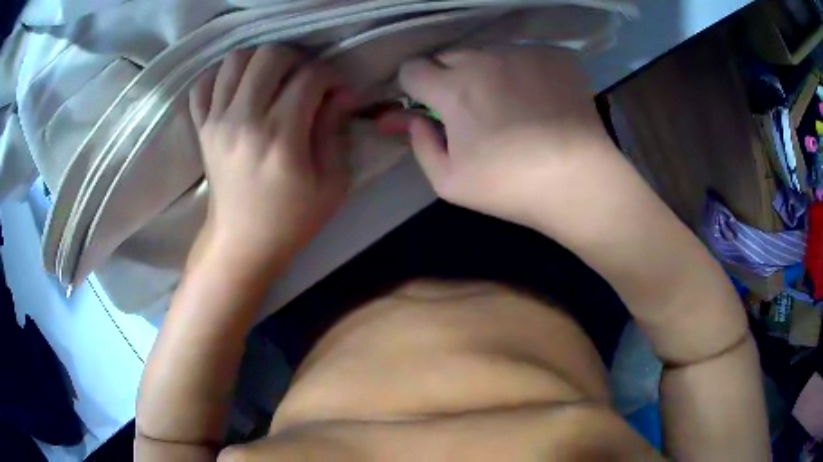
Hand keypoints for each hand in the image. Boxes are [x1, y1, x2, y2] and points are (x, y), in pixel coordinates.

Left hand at [189, 46, 354, 268]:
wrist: (240, 243)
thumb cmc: (291, 220)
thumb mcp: (331, 184)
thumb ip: (336, 131)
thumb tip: (340, 93)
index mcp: (281, 137)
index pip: (309, 77)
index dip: (331, 76)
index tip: (337, 93)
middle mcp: (244, 120)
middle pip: (270, 55)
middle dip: (297, 59)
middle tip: (304, 80)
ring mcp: (217, 122)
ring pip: (236, 59)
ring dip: (260, 61)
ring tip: (273, 80)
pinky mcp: (202, 128)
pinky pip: (203, 85)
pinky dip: (221, 76)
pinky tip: (238, 88)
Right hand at [386, 47, 615, 226]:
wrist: (580, 182)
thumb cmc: (512, 187)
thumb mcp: (449, 183)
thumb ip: (420, 145)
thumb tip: (414, 120)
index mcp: (454, 90)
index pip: (413, 68)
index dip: (414, 85)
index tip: (427, 102)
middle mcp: (485, 60)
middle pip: (449, 55)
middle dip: (449, 76)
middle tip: (472, 107)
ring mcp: (523, 53)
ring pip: (489, 53)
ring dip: (489, 72)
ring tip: (514, 103)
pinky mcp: (555, 56)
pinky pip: (526, 54)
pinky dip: (525, 71)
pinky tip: (542, 97)